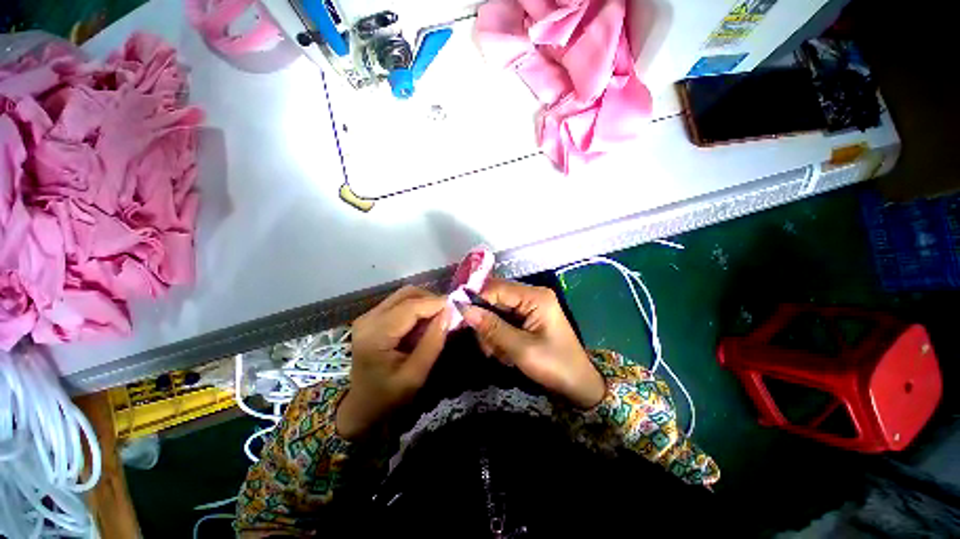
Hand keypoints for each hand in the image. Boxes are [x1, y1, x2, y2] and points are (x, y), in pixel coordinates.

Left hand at [337, 286, 449, 438]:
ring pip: (404, 295)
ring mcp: (369, 316)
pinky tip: (424, 322)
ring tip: (438, 318)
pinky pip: (400, 302)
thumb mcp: (416, 374)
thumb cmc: (388, 396)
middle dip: (431, 300)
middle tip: (448, 314)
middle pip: (407, 294)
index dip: (436, 303)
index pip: (410, 307)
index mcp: (376, 335)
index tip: (457, 307)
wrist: (362, 406)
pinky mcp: (373, 318)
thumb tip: (449, 312)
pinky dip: (417, 307)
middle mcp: (369, 319)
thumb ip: (433, 342)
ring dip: (425, 302)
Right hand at [461, 278, 604, 408]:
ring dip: (492, 332)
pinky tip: (505, 353)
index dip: (476, 298)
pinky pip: (503, 320)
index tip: (459, 315)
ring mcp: (529, 307)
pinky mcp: (527, 318)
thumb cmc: (554, 366)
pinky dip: (499, 336)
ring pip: (496, 311)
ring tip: (500, 354)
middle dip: (486, 322)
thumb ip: (492, 327)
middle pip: (495, 299)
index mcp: (535, 297)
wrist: (578, 386)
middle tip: (487, 346)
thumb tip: (464, 309)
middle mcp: (532, 296)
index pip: (497, 288)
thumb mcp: (521, 349)